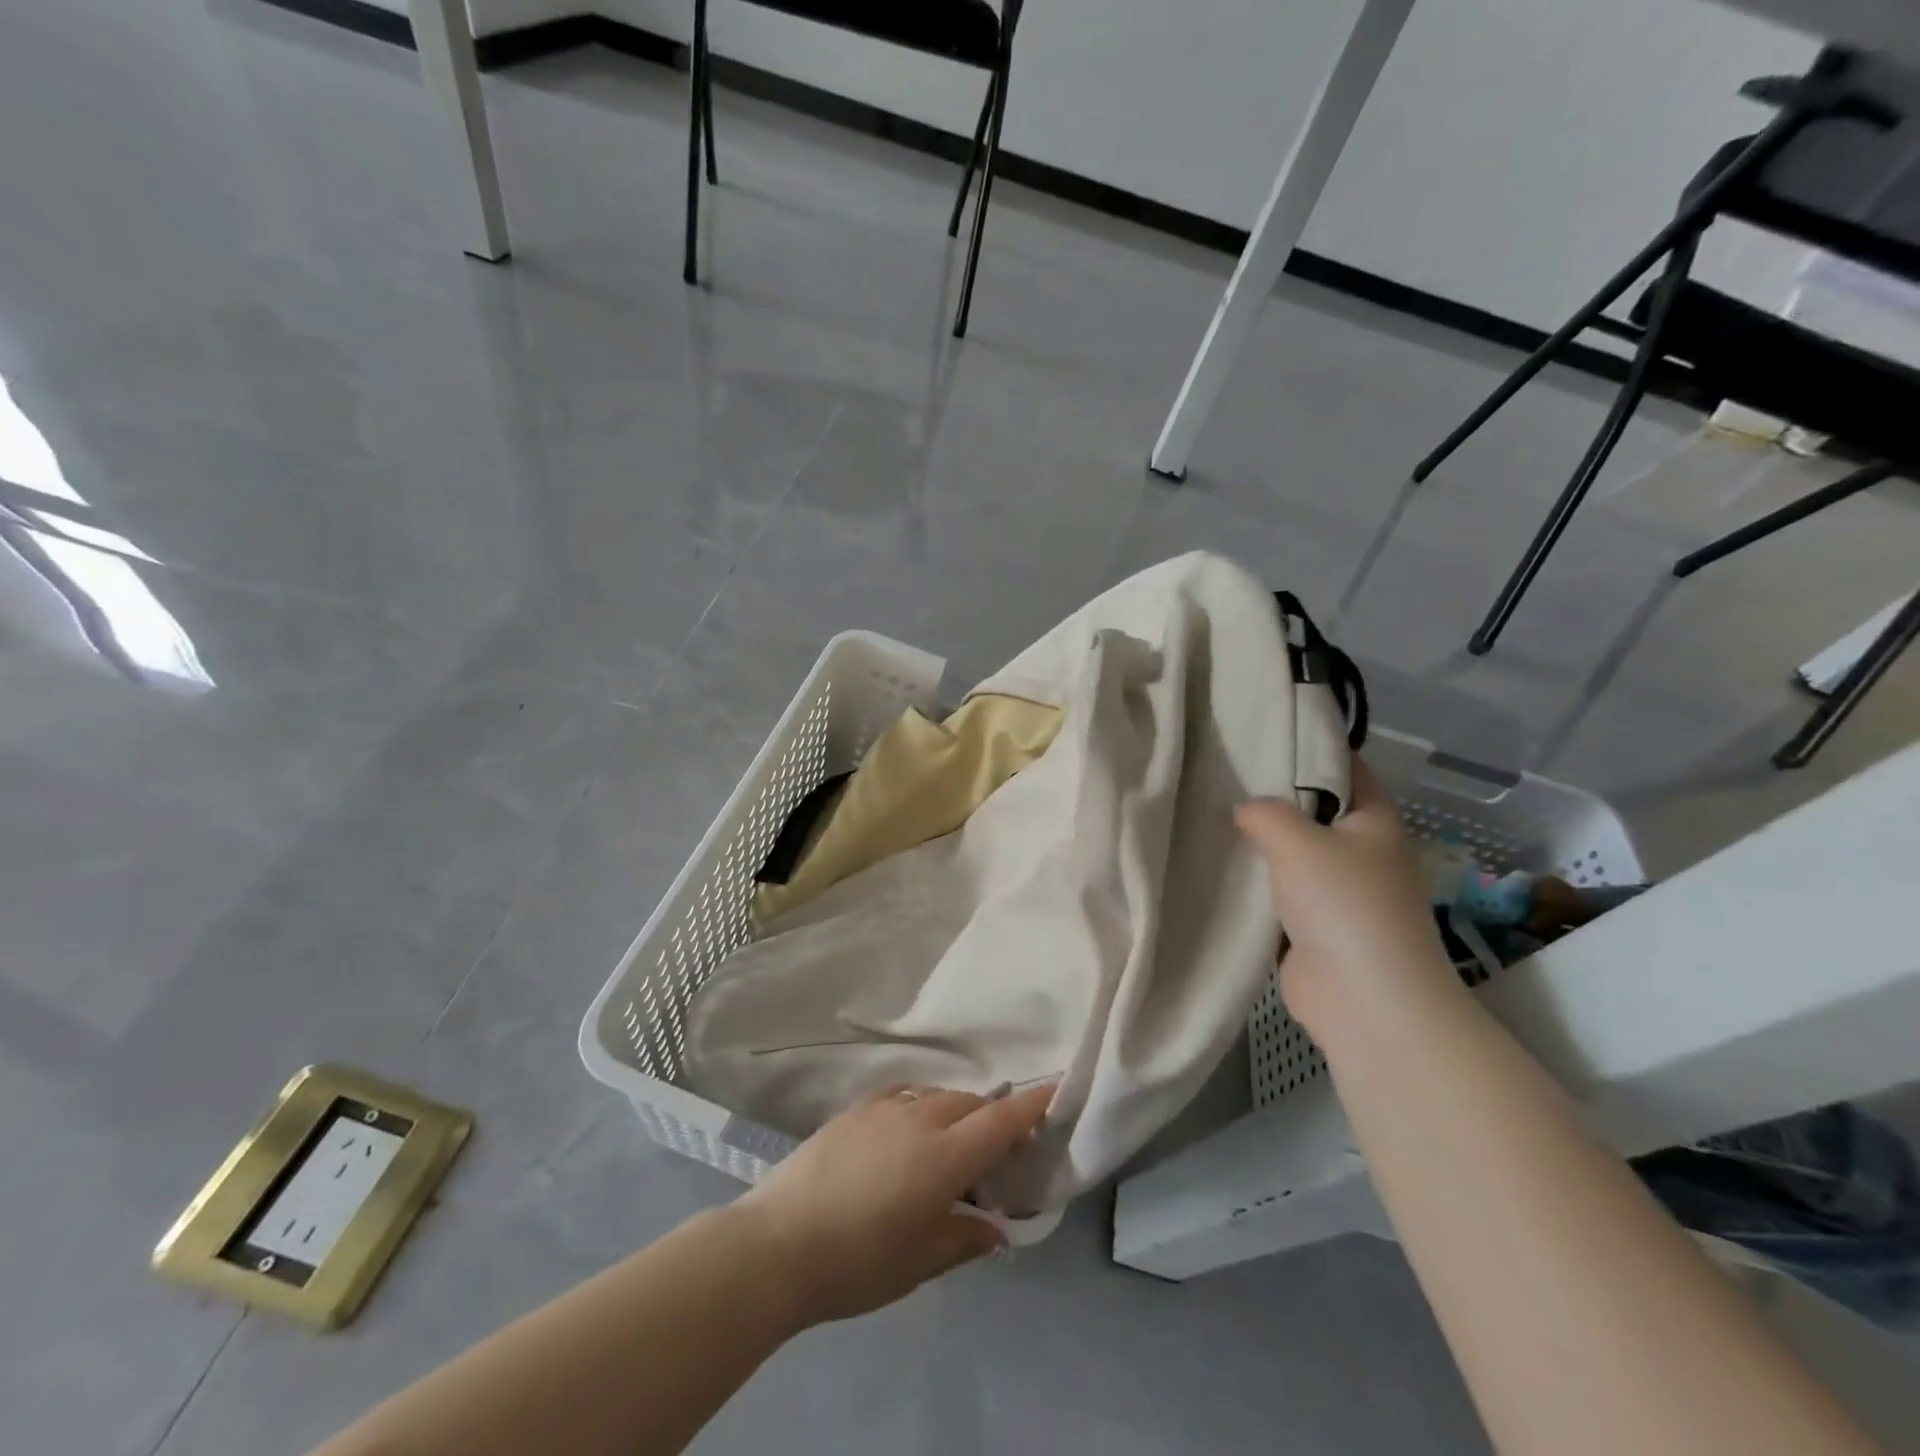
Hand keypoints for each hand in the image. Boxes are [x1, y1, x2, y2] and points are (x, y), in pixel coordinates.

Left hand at [736, 1083, 1054, 1326]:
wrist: (779, 1242)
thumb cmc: (859, 1262)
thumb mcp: (920, 1262)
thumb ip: (964, 1239)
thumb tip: (996, 1229)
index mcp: (944, 1157)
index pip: (999, 1121)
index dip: (1030, 1105)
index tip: (1053, 1089)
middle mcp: (919, 1120)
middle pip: (969, 1104)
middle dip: (990, 1116)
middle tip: (995, 1147)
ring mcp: (884, 1110)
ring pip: (935, 1096)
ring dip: (954, 1110)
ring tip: (951, 1141)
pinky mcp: (854, 1110)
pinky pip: (901, 1095)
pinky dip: (919, 1105)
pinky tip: (909, 1126)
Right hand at [1236, 757, 1453, 1026]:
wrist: (1364, 1000)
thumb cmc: (1344, 905)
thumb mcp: (1300, 842)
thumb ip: (1267, 813)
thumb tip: (1244, 809)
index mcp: (1375, 823)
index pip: (1348, 769)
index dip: (1314, 748)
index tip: (1267, 732)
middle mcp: (1362, 854)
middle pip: (1316, 813)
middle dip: (1274, 798)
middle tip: (1223, 774)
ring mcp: (1339, 895)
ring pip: (1294, 856)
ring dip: (1261, 845)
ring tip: (1210, 815)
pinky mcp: (1314, 929)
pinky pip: (1279, 894)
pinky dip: (1255, 884)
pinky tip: (1218, 868)